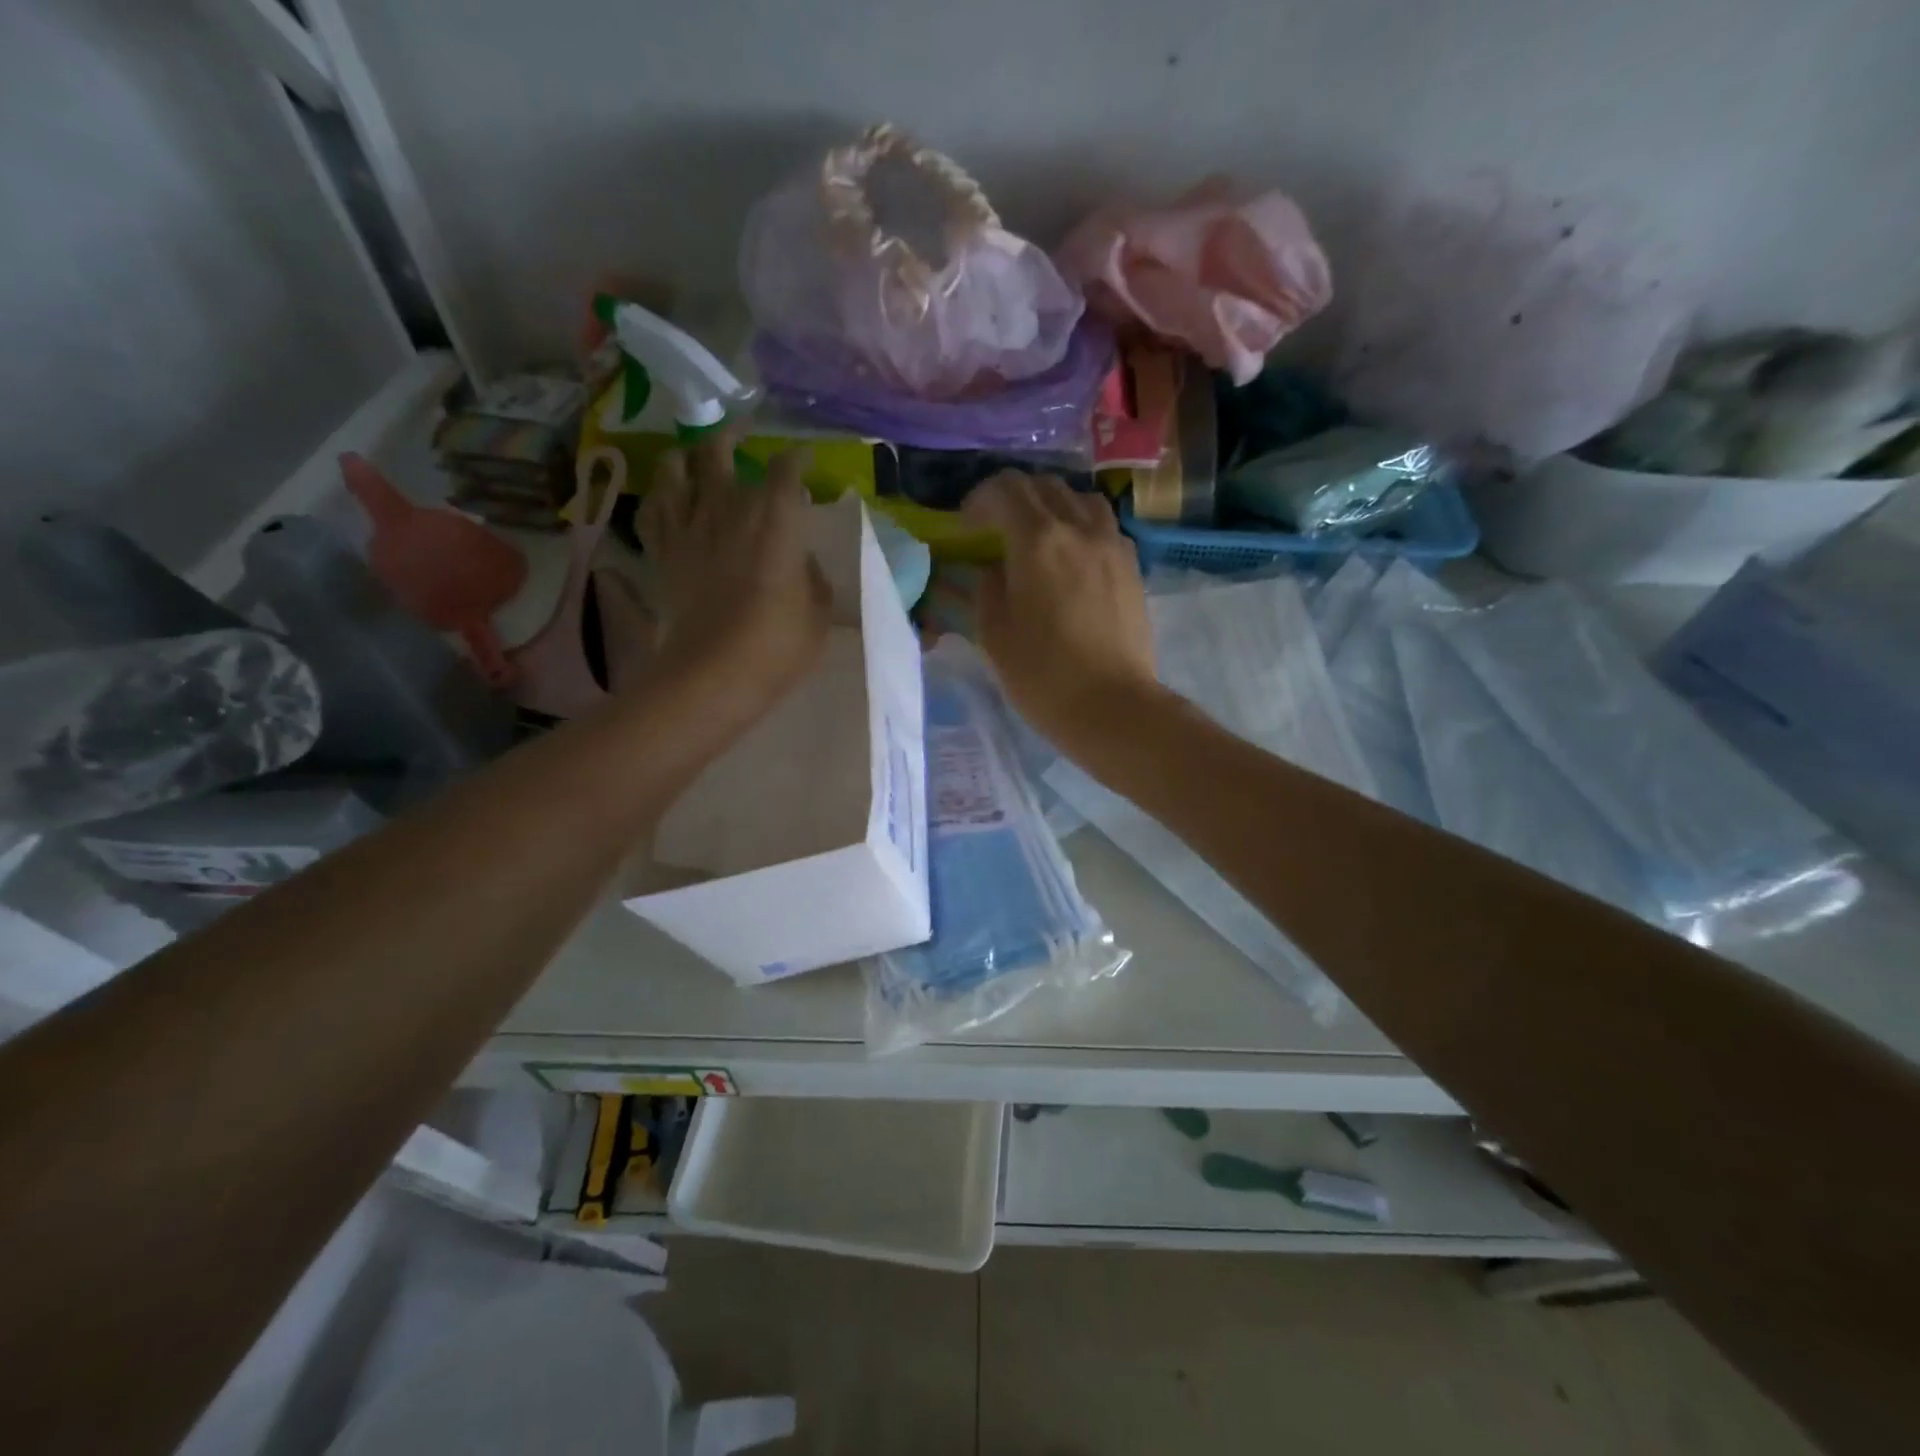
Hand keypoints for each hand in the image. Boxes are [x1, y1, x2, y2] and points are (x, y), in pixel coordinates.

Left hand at [638, 432, 829, 725]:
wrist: (714, 673)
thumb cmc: (778, 644)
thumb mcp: (818, 615)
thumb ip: (814, 579)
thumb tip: (803, 562)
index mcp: (775, 518)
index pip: (787, 469)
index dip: (797, 460)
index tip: (804, 461)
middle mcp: (728, 508)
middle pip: (720, 451)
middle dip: (733, 437)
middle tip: (742, 434)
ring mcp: (689, 526)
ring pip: (676, 469)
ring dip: (687, 458)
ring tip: (694, 457)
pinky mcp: (662, 551)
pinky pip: (653, 510)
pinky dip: (660, 498)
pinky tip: (666, 498)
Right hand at [963, 471, 1156, 752]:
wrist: (1113, 707)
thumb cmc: (1043, 676)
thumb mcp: (994, 634)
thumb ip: (987, 589)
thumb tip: (993, 569)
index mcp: (1037, 540)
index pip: (1005, 490)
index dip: (979, 500)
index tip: (966, 525)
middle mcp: (1078, 528)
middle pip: (1044, 486)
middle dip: (1014, 498)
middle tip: (996, 528)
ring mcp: (1112, 545)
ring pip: (1080, 499)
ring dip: (1053, 506)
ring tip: (1040, 536)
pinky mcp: (1133, 567)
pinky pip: (1104, 526)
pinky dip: (1082, 527)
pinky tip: (1073, 558)